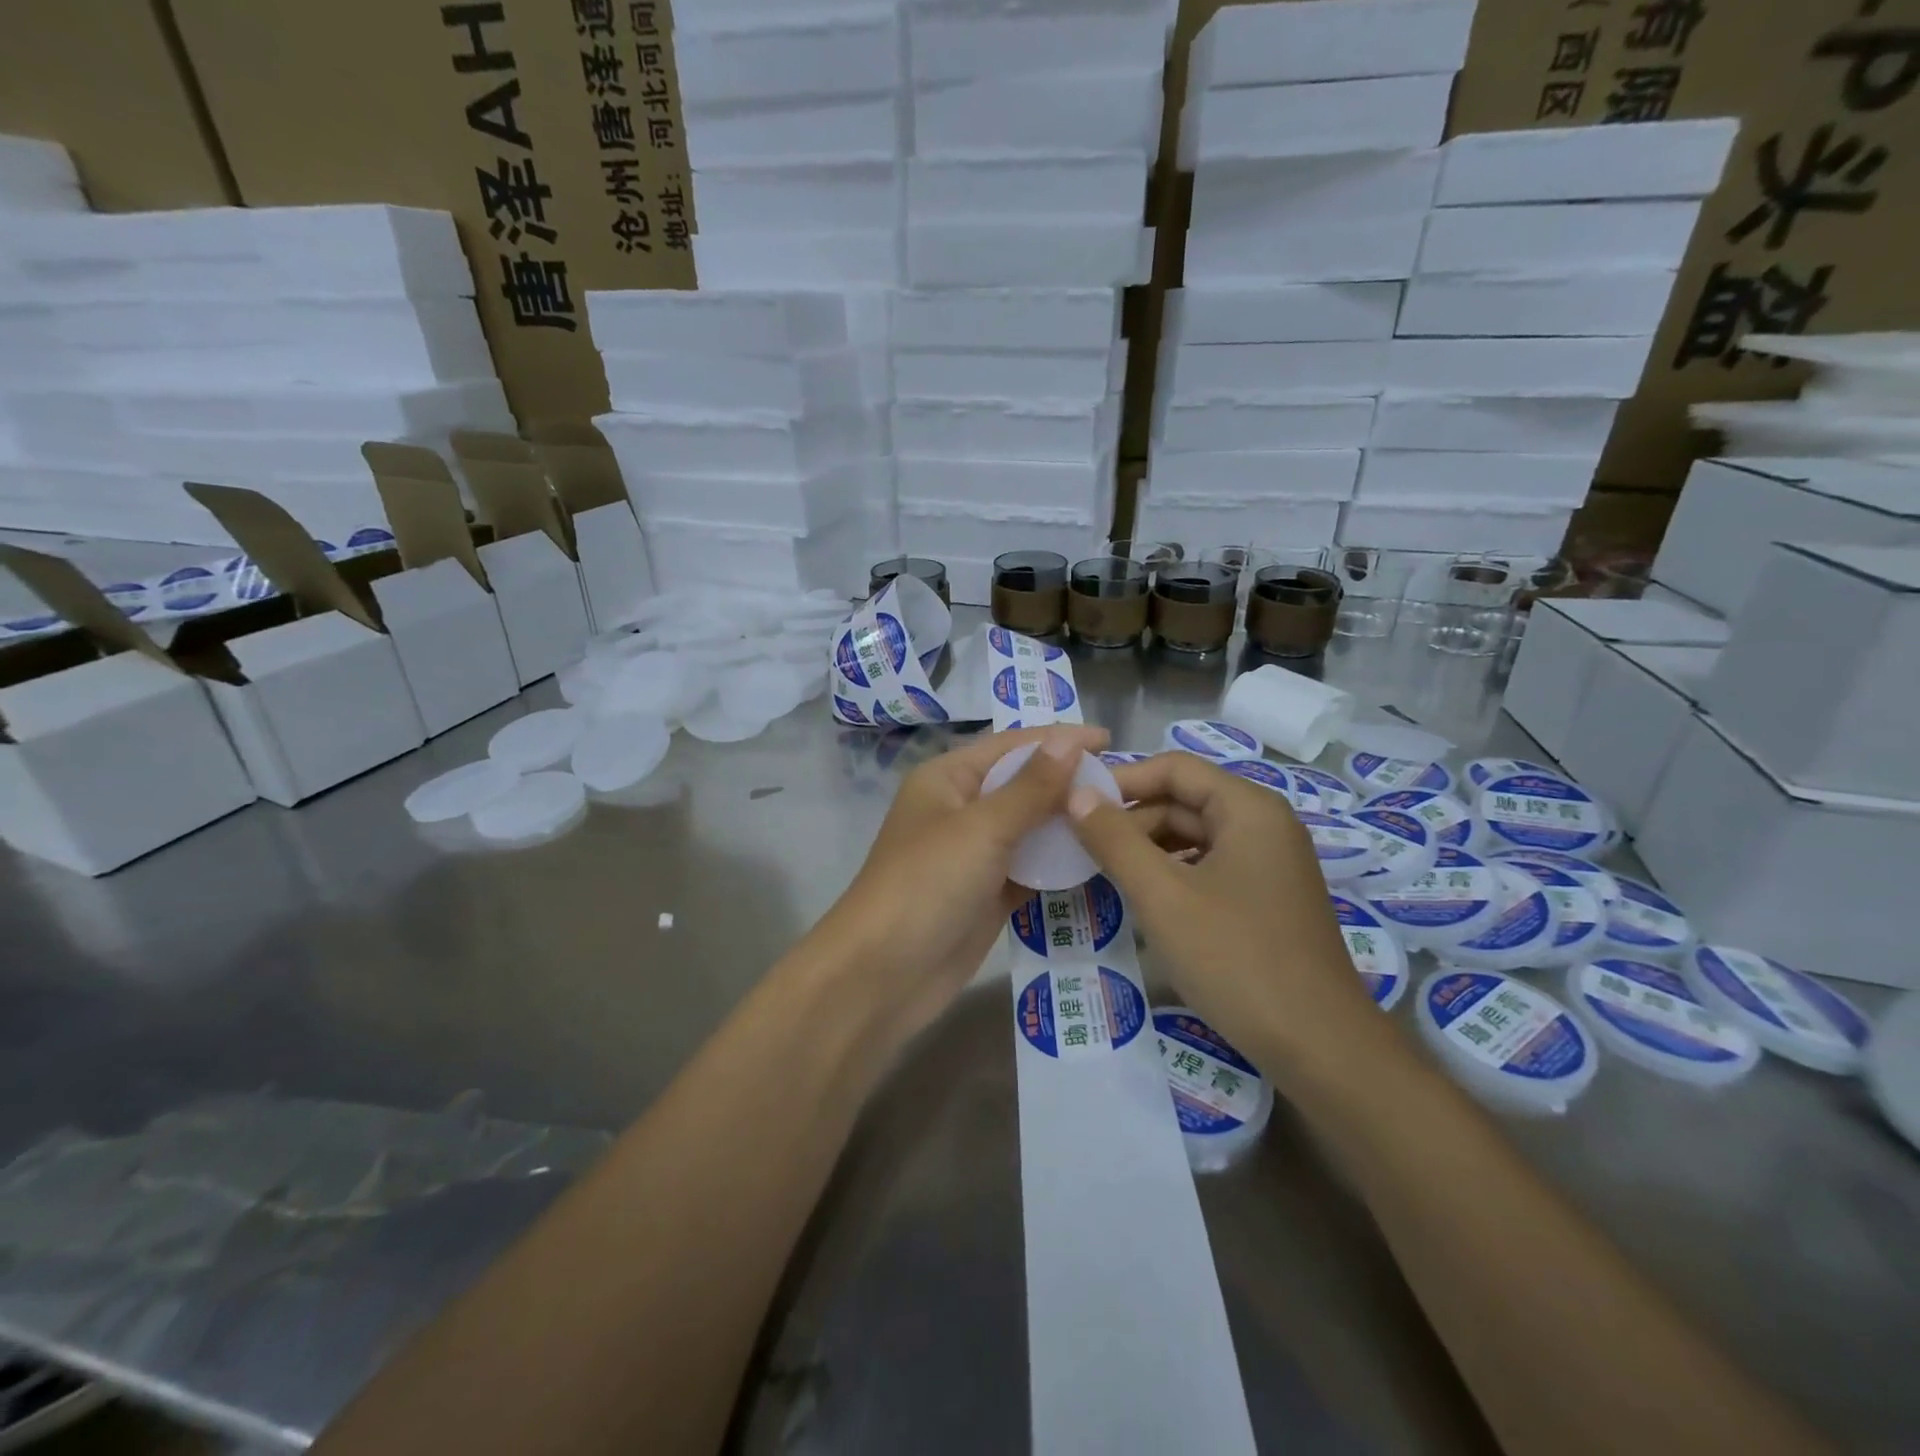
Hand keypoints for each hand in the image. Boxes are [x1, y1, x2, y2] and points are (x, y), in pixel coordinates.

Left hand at [808, 724, 1109, 1042]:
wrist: (883, 974)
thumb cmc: (927, 884)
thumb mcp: (982, 828)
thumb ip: (1031, 787)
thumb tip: (1070, 741)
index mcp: (948, 778)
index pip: (1012, 746)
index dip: (1059, 739)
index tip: (1109, 738)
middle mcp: (961, 809)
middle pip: (1023, 785)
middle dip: (1069, 782)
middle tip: (1127, 785)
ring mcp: (974, 854)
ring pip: (1030, 828)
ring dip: (1068, 823)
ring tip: (1123, 819)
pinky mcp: (987, 893)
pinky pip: (1031, 867)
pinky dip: (1060, 863)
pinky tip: (1099, 859)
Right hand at [1067, 752, 1384, 1082]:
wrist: (1319, 1046)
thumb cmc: (1235, 958)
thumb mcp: (1162, 895)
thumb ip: (1114, 839)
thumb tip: (1076, 794)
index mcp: (1248, 808)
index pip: (1174, 768)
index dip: (1122, 780)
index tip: (1076, 805)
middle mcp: (1265, 825)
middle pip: (1185, 801)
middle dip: (1132, 820)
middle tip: (1082, 848)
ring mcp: (1270, 864)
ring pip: (1196, 837)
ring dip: (1149, 849)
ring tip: (1105, 873)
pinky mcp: (1268, 899)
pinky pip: (1211, 868)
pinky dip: (1173, 875)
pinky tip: (1146, 901)